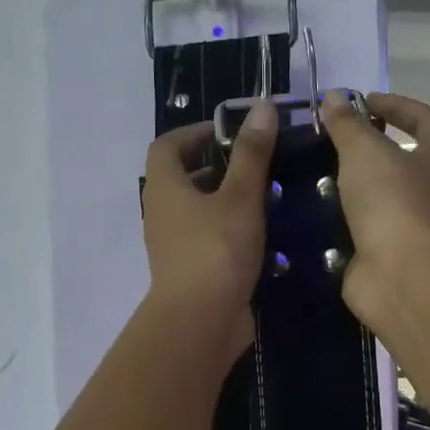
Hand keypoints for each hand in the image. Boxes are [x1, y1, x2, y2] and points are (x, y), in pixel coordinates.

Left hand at [142, 99, 278, 365]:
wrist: (201, 322)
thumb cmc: (217, 250)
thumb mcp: (241, 196)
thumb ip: (253, 154)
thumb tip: (262, 107)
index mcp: (165, 187)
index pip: (167, 146)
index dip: (194, 132)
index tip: (229, 132)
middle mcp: (162, 213)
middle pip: (184, 178)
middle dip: (218, 166)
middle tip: (256, 163)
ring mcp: (174, 245)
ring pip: (199, 211)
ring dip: (228, 200)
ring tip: (267, 196)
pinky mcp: (190, 271)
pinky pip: (208, 239)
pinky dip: (231, 231)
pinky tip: (263, 236)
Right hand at [318, 91, 429, 328]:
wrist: (401, 276)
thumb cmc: (393, 202)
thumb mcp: (365, 152)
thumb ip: (347, 125)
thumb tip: (334, 97)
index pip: (428, 121)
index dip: (399, 105)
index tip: (365, 101)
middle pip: (406, 163)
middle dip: (371, 151)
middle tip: (334, 142)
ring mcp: (412, 229)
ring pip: (382, 200)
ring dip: (353, 189)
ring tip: (315, 177)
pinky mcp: (389, 257)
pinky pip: (364, 232)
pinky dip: (342, 224)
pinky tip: (314, 217)